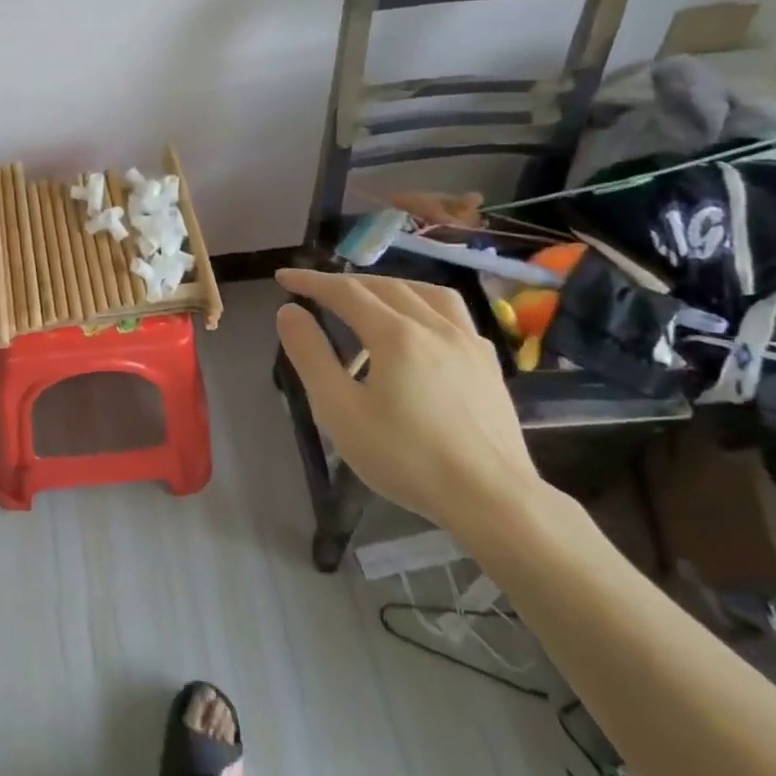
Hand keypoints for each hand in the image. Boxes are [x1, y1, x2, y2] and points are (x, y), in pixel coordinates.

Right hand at [274, 268, 543, 538]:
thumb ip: (311, 356)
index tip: (283, 277)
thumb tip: (289, 312)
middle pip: (385, 286)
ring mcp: (468, 342)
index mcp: (396, 335)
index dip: (312, 281)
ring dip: (389, 286)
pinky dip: (423, 304)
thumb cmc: (406, 458)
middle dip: (346, 282)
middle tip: (316, 290)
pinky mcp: (488, 363)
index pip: (346, 292)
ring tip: (368, 297)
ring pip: (425, 292)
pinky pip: (452, 314)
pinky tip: (419, 327)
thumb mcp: (340, 411)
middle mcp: (435, 326)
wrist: (492, 499)